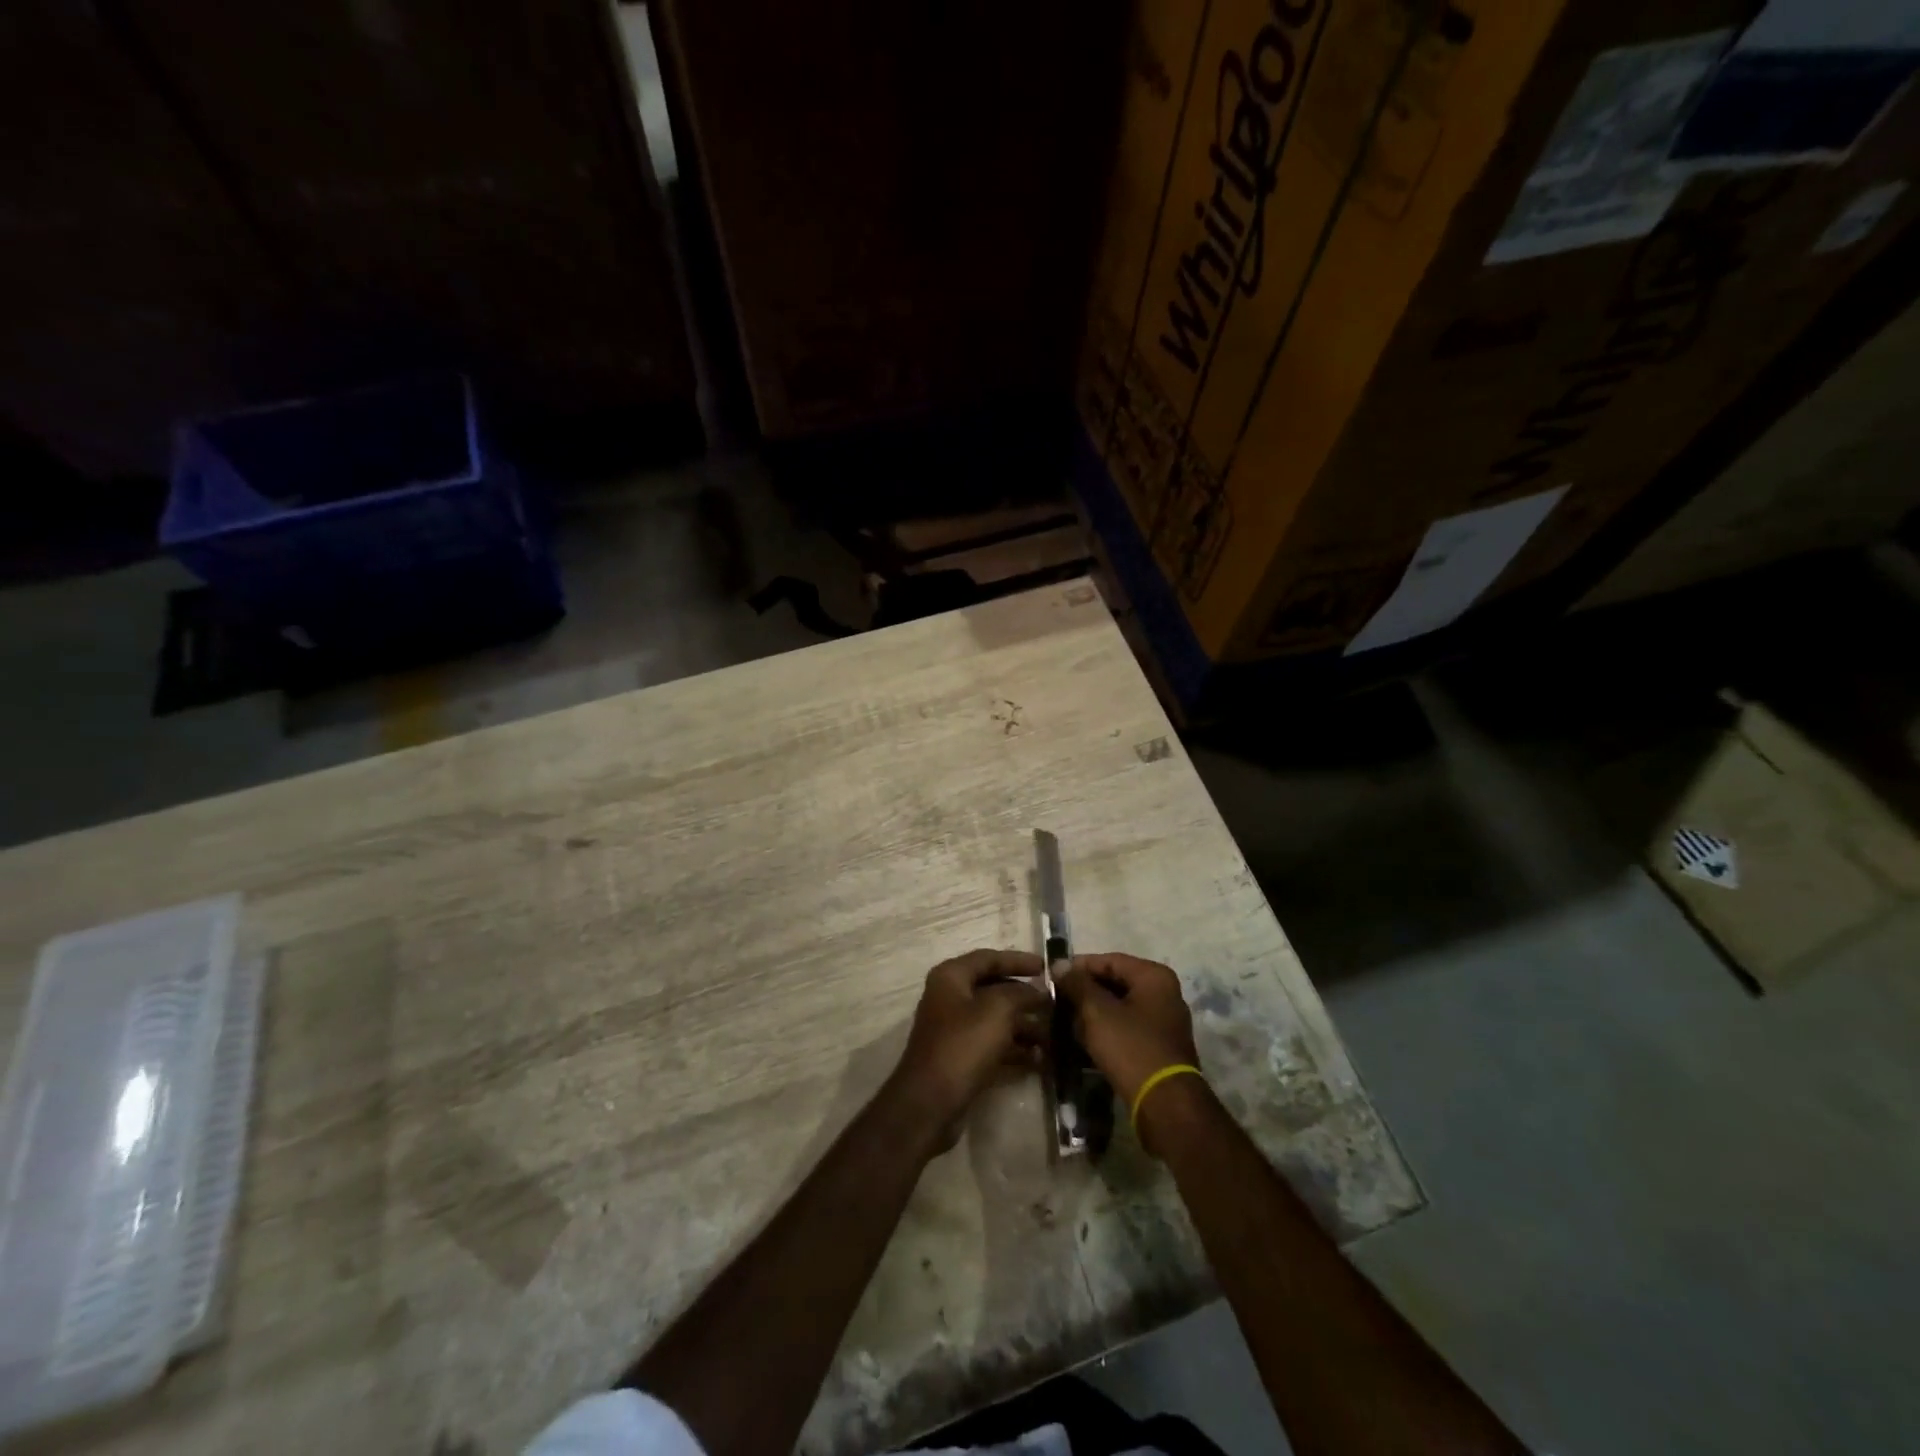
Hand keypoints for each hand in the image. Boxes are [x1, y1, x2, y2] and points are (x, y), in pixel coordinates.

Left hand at [887, 950, 1047, 1149]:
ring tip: (1055, 1036)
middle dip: (1026, 997)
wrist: (930, 1103)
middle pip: (994, 989)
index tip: (1046, 967)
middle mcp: (950, 998)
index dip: (1018, 960)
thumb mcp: (996, 1010)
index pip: (989, 958)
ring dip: (1025, 1026)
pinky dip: (1015, 1049)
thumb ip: (1021, 993)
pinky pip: (993, 1045)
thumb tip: (1038, 990)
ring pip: (996, 1020)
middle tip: (1056, 1004)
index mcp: (951, 977)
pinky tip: (1041, 1059)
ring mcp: (955, 1030)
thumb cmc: (962, 1045)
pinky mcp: (961, 1058)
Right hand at [1055, 953, 1200, 1137]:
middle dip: (1084, 992)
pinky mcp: (1158, 1047)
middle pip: (1114, 983)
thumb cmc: (1131, 1048)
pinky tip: (1081, 1042)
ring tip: (1063, 1023)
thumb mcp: (1097, 1011)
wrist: (1165, 1104)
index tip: (1052, 979)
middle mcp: (1164, 993)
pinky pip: (1125, 1029)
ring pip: (1118, 1008)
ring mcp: (1164, 1022)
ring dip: (1091, 1014)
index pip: (1108, 960)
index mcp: (1153, 976)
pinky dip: (1104, 1031)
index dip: (1078, 967)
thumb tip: (1059, 964)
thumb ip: (1077, 984)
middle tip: (1056, 1002)